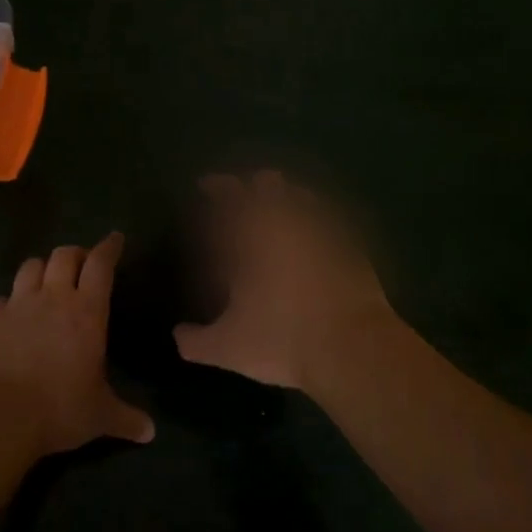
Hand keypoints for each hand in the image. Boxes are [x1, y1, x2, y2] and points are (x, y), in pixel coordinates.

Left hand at [0, 233, 154, 457]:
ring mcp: (17, 305)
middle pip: (64, 255)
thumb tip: (151, 433)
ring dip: (42, 269)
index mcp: (87, 311)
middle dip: (76, 254)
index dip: (109, 247)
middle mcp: (53, 298)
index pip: (101, 264)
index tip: (115, 238)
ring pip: (31, 266)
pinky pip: (1, 299)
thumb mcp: (99, 416)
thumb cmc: (58, 410)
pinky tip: (11, 317)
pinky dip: (10, 302)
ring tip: (46, 282)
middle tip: (81, 266)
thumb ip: (126, 418)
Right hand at [173, 172, 400, 394]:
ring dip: (289, 197)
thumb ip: (197, 341)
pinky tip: (316, 238)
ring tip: (282, 208)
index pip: (229, 196)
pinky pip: (332, 222)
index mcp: (252, 235)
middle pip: (269, 184)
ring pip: (303, 197)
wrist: (352, 348)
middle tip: (245, 192)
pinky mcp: (353, 248)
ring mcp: (325, 232)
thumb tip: (178, 336)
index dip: (217, 186)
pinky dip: (318, 223)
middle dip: (255, 184)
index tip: (207, 184)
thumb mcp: (228, 348)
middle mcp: (288, 223)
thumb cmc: (282, 340)